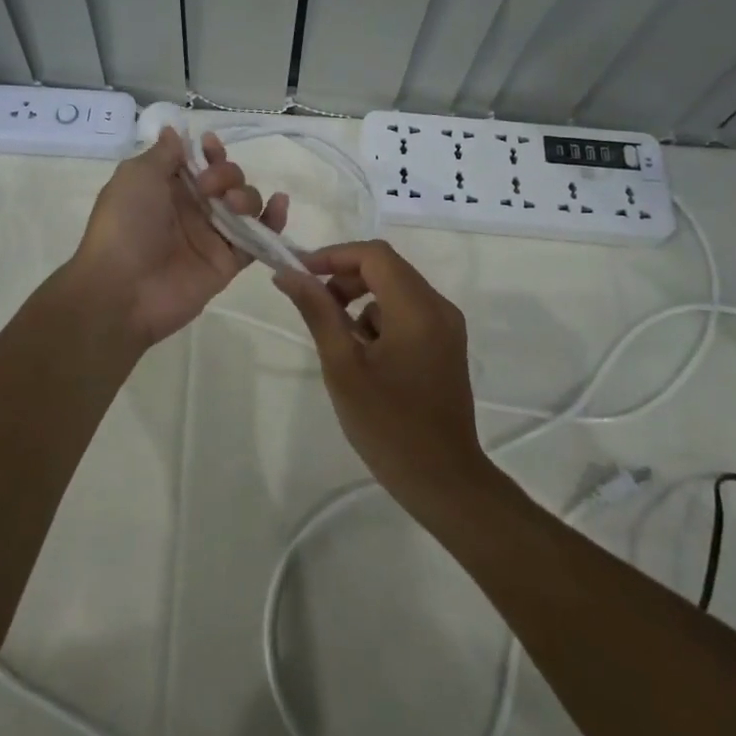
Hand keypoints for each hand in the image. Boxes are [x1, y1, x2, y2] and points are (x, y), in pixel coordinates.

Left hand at [69, 128, 287, 349]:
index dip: (209, 152)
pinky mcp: (227, 262)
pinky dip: (273, 221)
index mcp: (166, 188)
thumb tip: (174, 131)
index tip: (210, 146)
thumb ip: (163, 154)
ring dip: (247, 195)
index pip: (198, 162)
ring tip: (233, 204)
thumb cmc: (125, 225)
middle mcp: (191, 209)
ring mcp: (211, 236)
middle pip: (226, 180)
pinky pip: (257, 239)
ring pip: (245, 205)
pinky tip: (279, 204)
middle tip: (209, 187)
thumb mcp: (136, 176)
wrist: (123, 289)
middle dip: (227, 173)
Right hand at [274, 241, 490, 505]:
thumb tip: (288, 274)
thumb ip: (318, 312)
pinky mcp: (447, 344)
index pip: (374, 255)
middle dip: (344, 278)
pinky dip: (380, 319)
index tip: (300, 274)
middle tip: (313, 305)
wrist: (443, 481)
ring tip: (339, 342)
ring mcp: (447, 327)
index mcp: (417, 309)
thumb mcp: (343, 367)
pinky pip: (408, 312)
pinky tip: (365, 357)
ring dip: (361, 301)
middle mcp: (439, 308)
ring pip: (396, 290)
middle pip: (387, 268)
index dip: (333, 255)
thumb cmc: (388, 426)